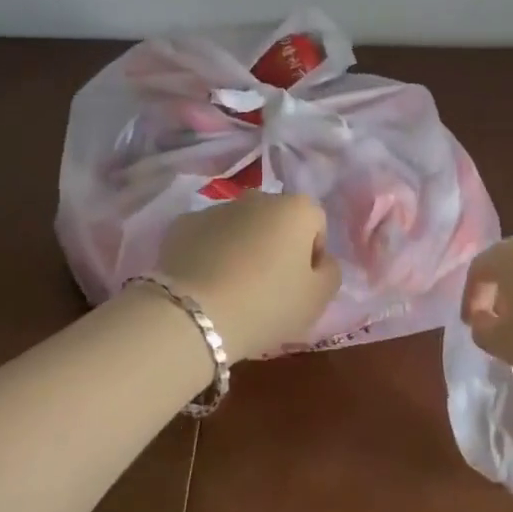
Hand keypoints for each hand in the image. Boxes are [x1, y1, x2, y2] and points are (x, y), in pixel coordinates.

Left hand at [154, 191, 341, 358]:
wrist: (194, 314)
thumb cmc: (267, 304)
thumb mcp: (317, 299)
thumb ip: (330, 273)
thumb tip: (322, 261)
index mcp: (296, 209)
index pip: (316, 224)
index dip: (313, 254)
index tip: (302, 284)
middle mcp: (257, 197)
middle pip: (277, 219)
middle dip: (276, 244)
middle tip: (269, 286)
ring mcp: (216, 207)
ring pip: (240, 225)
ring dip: (242, 246)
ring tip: (233, 287)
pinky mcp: (182, 224)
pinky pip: (207, 236)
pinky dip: (209, 252)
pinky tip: (205, 282)